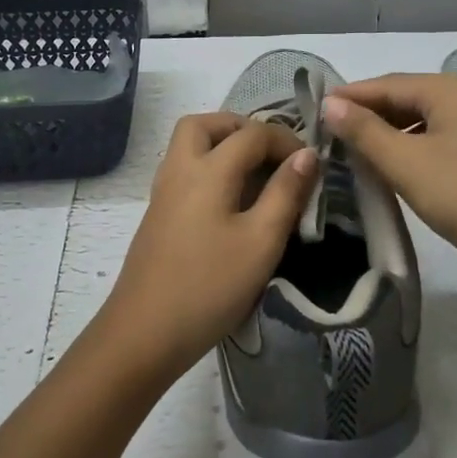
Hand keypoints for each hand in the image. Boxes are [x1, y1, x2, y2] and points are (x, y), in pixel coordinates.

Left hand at [96, 113, 317, 383]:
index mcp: (207, 169)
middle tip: (272, 154)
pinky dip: (210, 167)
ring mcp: (163, 192)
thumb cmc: (210, 286)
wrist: (145, 332)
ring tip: (256, 175)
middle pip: (205, 124)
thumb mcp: (261, 241)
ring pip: (189, 145)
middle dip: (242, 128)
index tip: (311, 166)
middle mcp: (179, 169)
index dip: (286, 141)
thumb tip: (307, 155)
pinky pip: (184, 170)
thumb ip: (286, 193)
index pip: (251, 134)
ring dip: (222, 145)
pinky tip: (231, 202)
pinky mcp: (158, 215)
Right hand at [324, 74, 456, 293]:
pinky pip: (447, 142)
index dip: (349, 97)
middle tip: (331, 137)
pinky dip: (419, 151)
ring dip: (393, 136)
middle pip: (409, 100)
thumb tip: (330, 104)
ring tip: (359, 156)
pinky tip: (403, 171)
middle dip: (370, 117)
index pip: (387, 84)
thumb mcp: (408, 164)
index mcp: (453, 88)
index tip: (313, 112)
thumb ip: (365, 132)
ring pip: (429, 123)